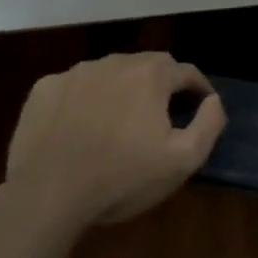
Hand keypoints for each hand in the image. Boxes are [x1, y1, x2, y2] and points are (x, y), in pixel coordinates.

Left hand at [6, 53, 225, 226]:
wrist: (46, 195)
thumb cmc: (122, 178)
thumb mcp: (182, 160)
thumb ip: (209, 124)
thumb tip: (213, 100)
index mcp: (151, 74)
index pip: (186, 72)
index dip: (198, 89)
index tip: (201, 107)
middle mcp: (115, 62)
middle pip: (149, 66)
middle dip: (161, 85)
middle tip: (162, 115)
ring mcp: (76, 73)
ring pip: (111, 73)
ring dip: (122, 89)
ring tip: (119, 121)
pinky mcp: (45, 88)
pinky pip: (75, 86)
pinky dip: (84, 99)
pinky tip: (81, 126)